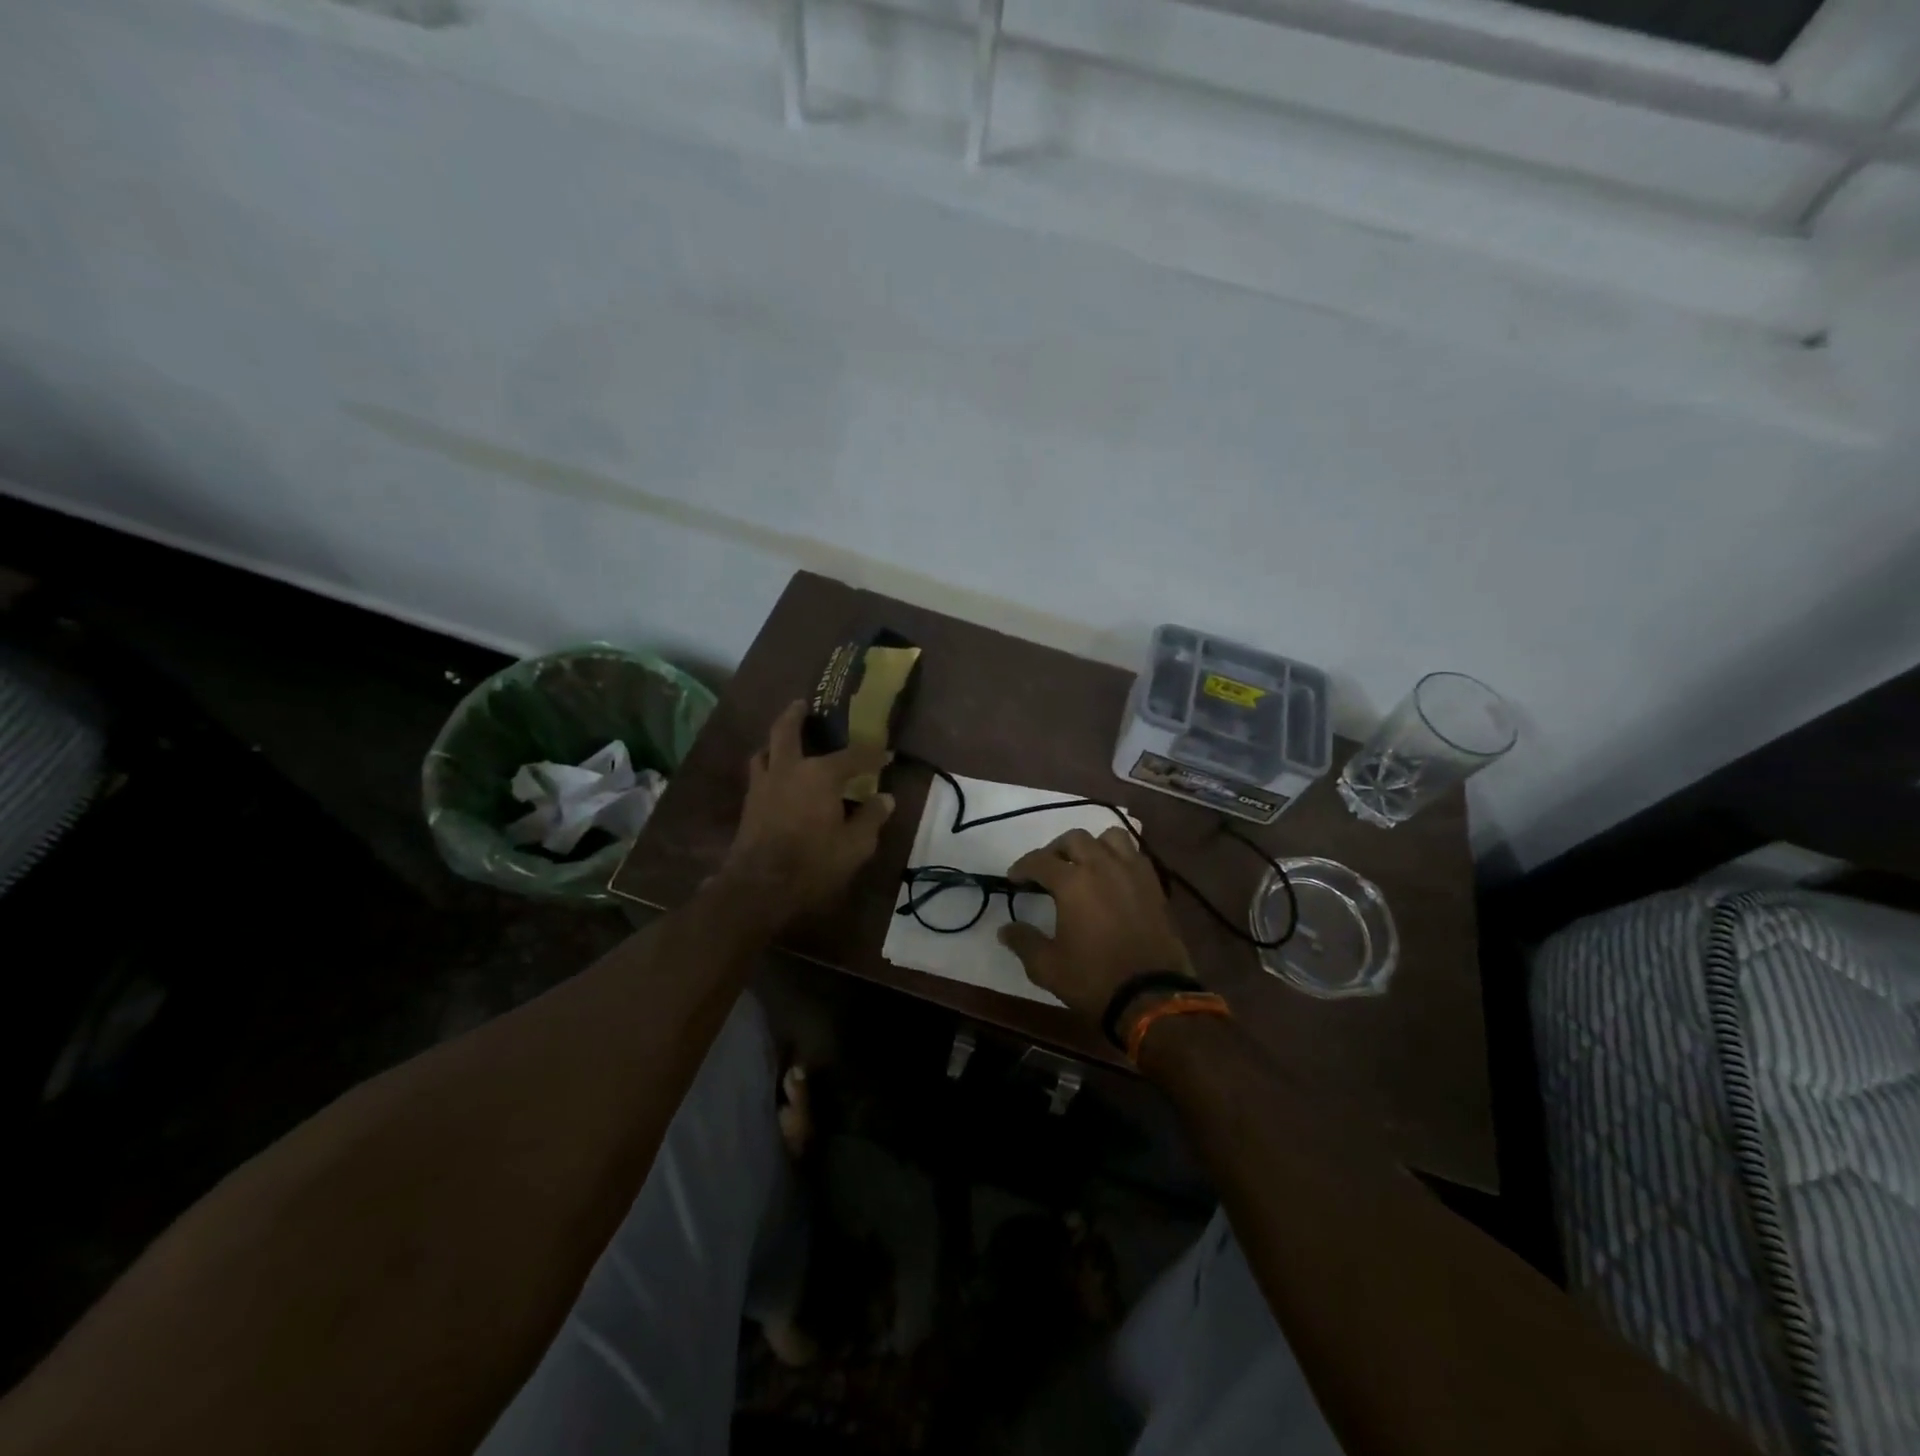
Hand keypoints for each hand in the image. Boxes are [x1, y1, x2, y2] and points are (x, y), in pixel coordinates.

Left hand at [718, 701, 894, 927]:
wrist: (759, 888)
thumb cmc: (813, 864)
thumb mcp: (855, 846)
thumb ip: (871, 818)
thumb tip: (885, 799)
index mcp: (820, 775)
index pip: (853, 756)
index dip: (873, 755)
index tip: (887, 754)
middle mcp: (788, 769)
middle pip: (786, 730)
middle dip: (797, 715)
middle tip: (804, 705)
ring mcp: (763, 785)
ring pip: (765, 750)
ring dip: (775, 741)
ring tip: (785, 741)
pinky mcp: (749, 804)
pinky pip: (758, 773)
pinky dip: (769, 766)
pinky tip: (777, 777)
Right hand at [997, 826, 1192, 1024]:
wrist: (1152, 997)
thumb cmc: (1094, 979)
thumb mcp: (1047, 967)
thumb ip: (1024, 942)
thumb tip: (1005, 929)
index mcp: (1072, 882)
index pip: (1040, 861)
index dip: (1022, 866)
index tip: (1014, 878)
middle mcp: (1103, 866)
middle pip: (1074, 839)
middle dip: (1055, 850)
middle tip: (1047, 870)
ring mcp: (1132, 872)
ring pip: (1110, 837)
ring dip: (1092, 846)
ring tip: (1085, 864)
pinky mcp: (1155, 885)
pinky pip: (1135, 855)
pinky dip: (1119, 857)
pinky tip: (1114, 877)